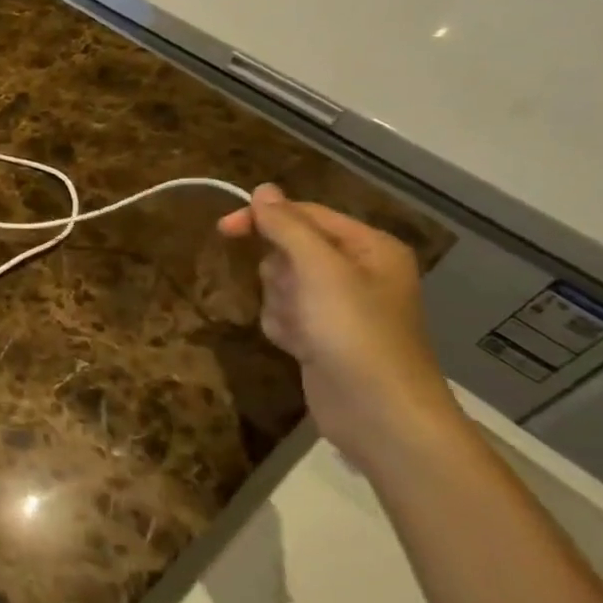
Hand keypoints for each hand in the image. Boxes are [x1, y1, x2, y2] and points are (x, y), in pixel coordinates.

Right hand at [219, 184, 461, 471]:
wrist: (379, 414)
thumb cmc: (353, 332)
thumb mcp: (318, 269)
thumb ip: (287, 226)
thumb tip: (262, 189)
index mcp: (369, 247)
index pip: (304, 215)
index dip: (263, 218)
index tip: (223, 229)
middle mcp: (356, 271)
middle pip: (288, 250)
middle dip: (279, 273)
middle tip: (296, 295)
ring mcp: (338, 306)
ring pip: (280, 283)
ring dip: (279, 303)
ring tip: (302, 329)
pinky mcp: (322, 335)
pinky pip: (283, 314)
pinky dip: (283, 327)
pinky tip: (299, 346)